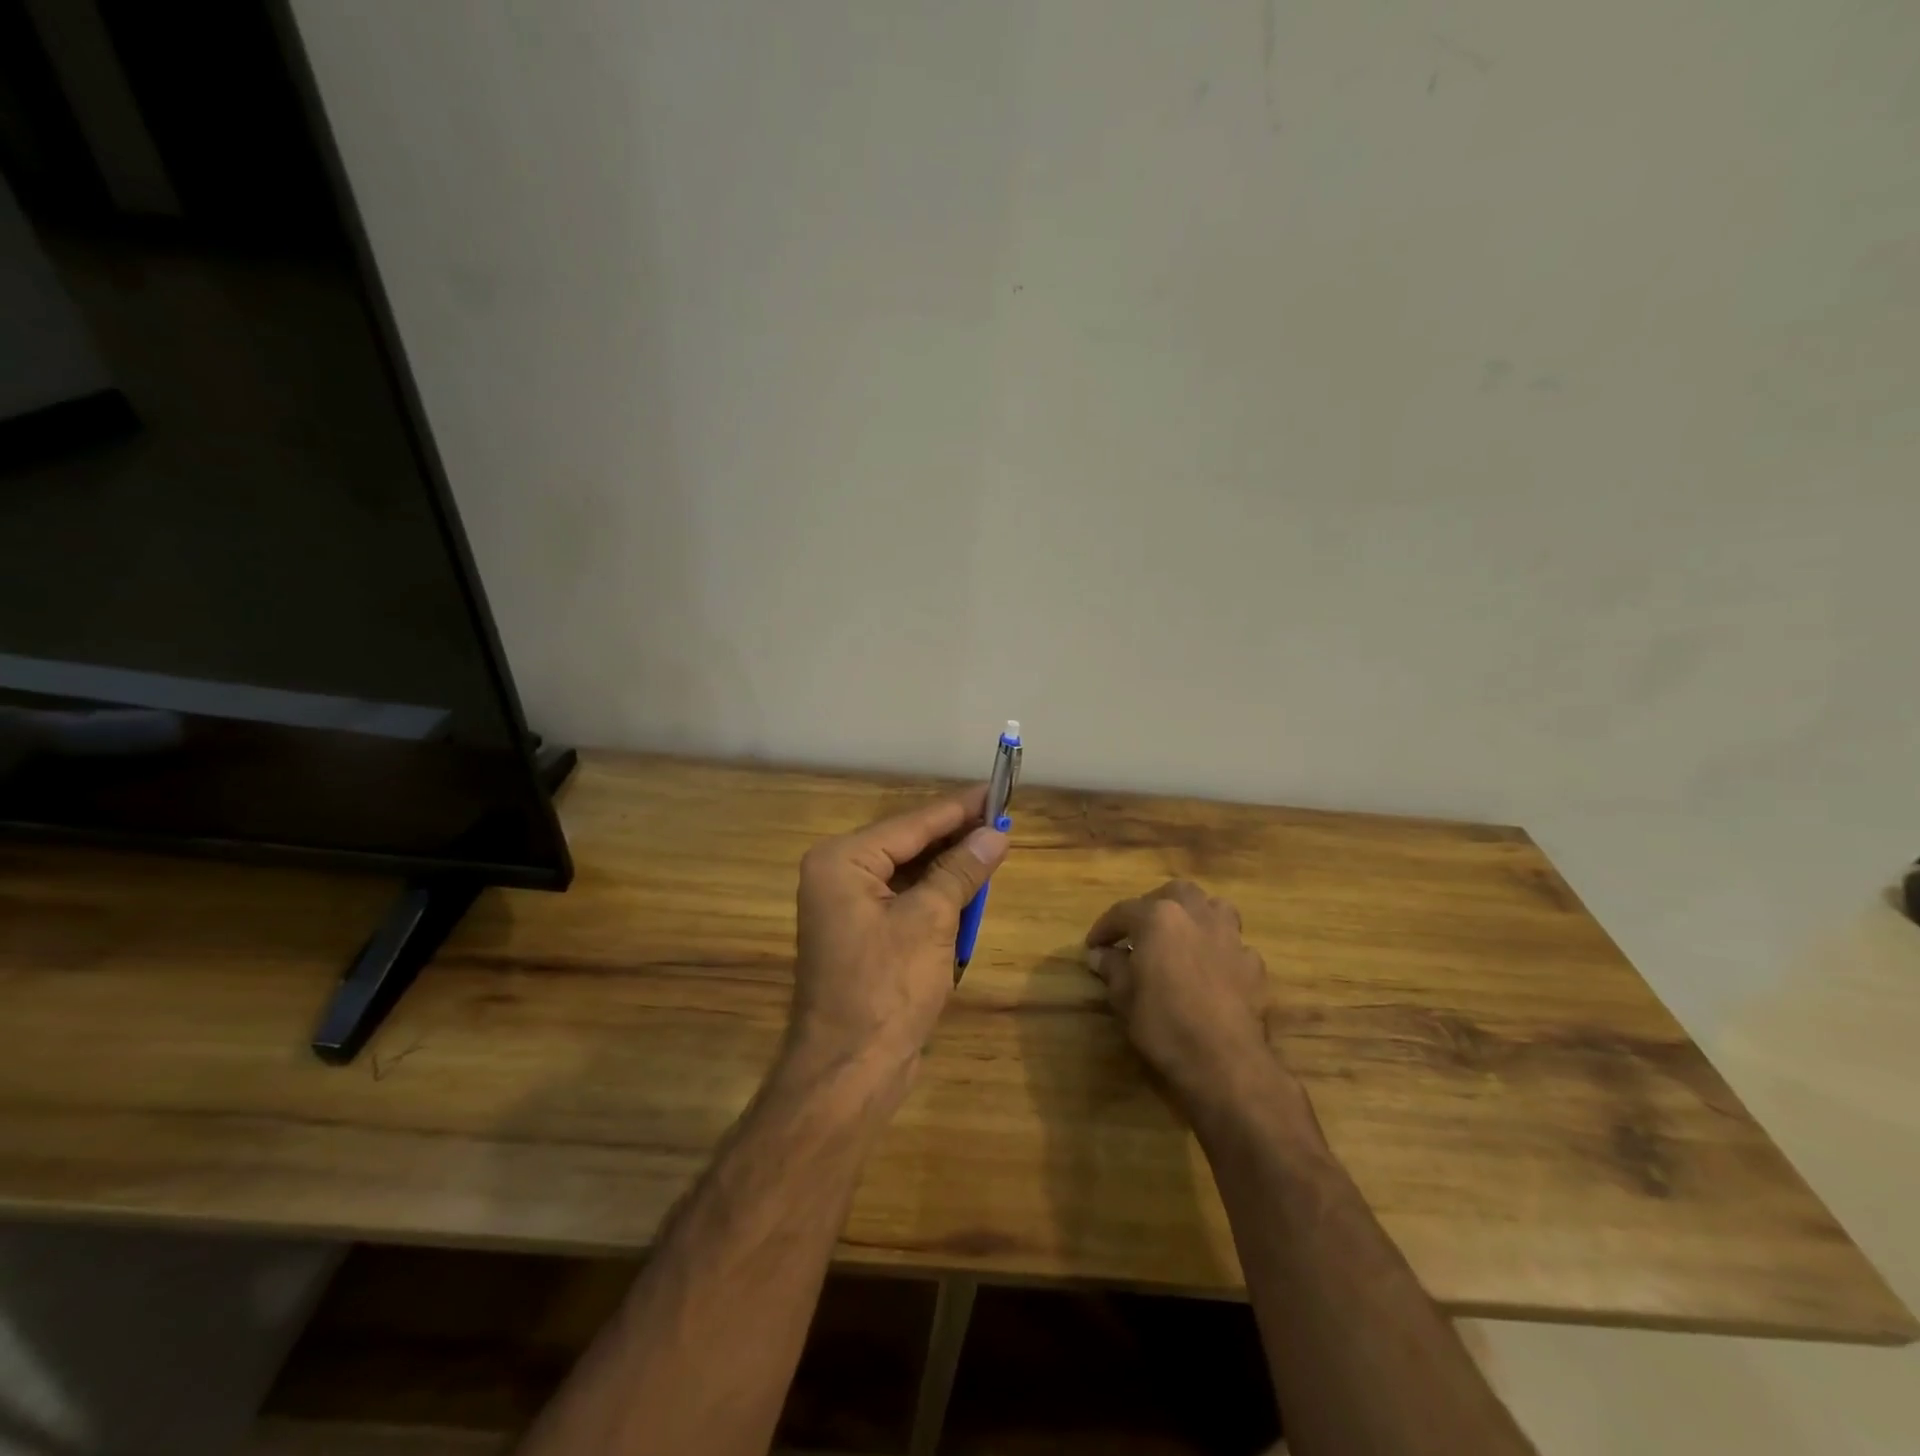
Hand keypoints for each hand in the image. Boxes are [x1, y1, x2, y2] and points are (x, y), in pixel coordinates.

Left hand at [789, 787, 1009, 1070]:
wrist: (849, 1072)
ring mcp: (848, 908)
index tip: (996, 789)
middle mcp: (838, 876)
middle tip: (1002, 820)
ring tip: (992, 847)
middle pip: (908, 844)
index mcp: (842, 861)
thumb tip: (994, 834)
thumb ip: (961, 871)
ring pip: (909, 873)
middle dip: (955, 837)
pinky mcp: (862, 936)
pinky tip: (968, 889)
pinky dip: (936, 896)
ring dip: (949, 867)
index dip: (958, 808)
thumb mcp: (931, 920)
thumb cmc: (886, 988)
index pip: (911, 823)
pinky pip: (905, 901)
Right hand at [1084, 880, 1284, 1113]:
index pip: (1124, 911)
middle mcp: (1196, 916)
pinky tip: (1212, 971)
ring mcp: (1230, 938)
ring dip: (1196, 916)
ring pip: (1214, 908)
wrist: (1224, 1062)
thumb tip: (1101, 955)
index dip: (1105, 927)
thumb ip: (1112, 968)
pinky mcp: (1254, 965)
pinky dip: (1220, 951)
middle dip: (1155, 906)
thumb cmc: (1163, 1024)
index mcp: (1159, 918)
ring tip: (1183, 938)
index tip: (1093, 945)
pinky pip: (1234, 945)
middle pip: (1175, 894)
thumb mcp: (1124, 997)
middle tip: (1140, 931)